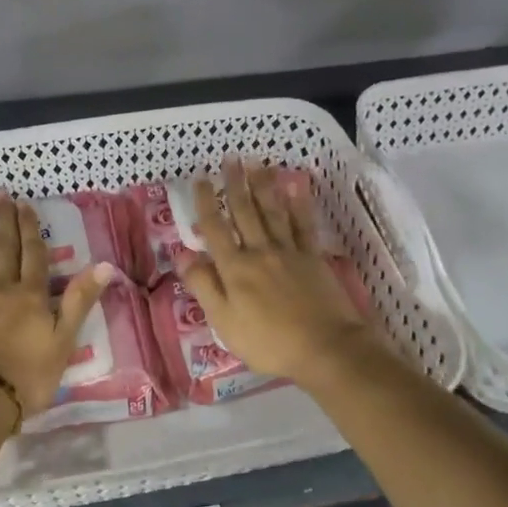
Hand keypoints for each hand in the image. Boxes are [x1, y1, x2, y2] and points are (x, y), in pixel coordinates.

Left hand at [0, 192, 114, 425]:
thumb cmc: (28, 375)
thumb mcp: (64, 341)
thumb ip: (80, 301)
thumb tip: (105, 265)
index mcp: (32, 295)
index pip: (33, 254)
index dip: (30, 228)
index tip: (25, 205)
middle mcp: (2, 287)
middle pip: (4, 247)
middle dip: (4, 219)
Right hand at [177, 160, 379, 389]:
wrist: (325, 348)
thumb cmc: (268, 342)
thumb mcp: (223, 321)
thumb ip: (203, 285)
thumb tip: (182, 253)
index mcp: (235, 268)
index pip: (215, 228)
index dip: (206, 202)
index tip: (200, 179)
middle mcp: (260, 251)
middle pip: (245, 212)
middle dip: (235, 184)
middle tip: (230, 158)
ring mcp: (290, 252)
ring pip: (273, 211)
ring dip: (263, 185)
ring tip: (257, 162)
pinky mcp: (313, 258)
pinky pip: (304, 224)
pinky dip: (299, 204)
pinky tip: (296, 187)